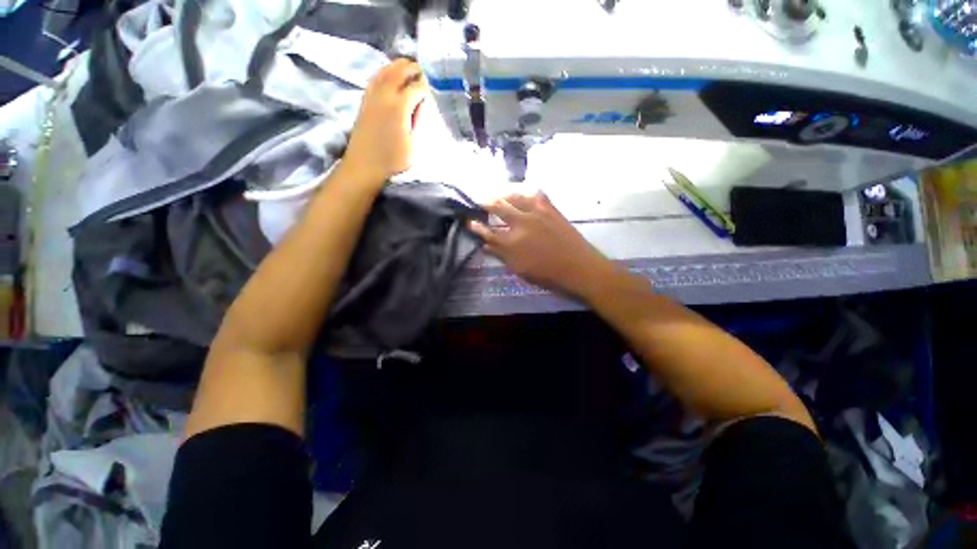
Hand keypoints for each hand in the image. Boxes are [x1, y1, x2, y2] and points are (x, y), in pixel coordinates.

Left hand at [343, 59, 428, 185]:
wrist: (364, 166)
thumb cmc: (393, 161)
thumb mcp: (413, 145)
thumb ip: (418, 122)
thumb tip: (422, 106)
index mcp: (399, 107)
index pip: (417, 87)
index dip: (427, 85)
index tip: (435, 85)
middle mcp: (384, 95)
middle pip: (399, 71)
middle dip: (412, 68)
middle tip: (424, 70)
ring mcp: (372, 96)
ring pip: (385, 71)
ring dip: (397, 66)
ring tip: (408, 68)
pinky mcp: (364, 101)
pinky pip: (375, 79)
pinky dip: (385, 73)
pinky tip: (389, 76)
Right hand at [469, 193, 615, 298]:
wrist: (578, 266)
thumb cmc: (547, 273)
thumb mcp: (520, 269)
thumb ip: (501, 255)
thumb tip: (485, 246)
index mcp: (512, 242)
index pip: (488, 232)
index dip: (477, 227)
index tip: (469, 221)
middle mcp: (521, 223)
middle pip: (498, 207)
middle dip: (485, 202)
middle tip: (479, 200)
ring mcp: (536, 213)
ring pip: (514, 197)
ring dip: (502, 193)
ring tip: (496, 193)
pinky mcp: (550, 208)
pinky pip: (535, 194)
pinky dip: (525, 192)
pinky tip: (522, 192)